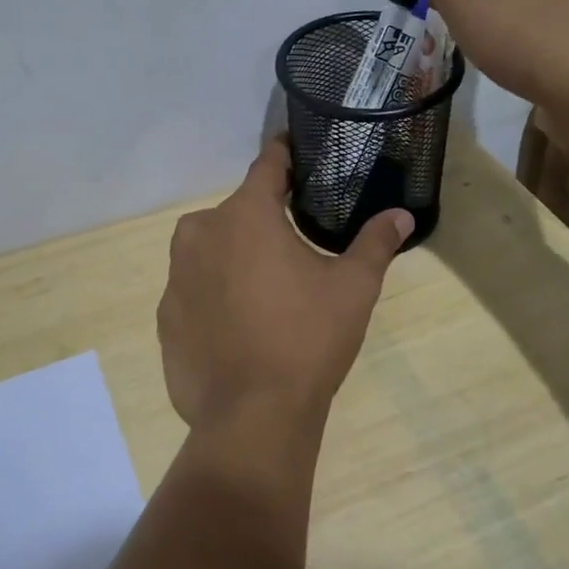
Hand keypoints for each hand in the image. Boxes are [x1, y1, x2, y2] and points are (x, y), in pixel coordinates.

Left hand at [157, 138, 409, 441]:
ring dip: (236, 257)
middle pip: (239, 212)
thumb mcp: (353, 289)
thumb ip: (375, 244)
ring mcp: (176, 275)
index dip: (286, 156)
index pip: (268, 165)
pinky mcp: (165, 315)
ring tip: (268, 291)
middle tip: (295, 246)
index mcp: (245, 214)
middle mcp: (200, 232)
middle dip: (265, 220)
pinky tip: (239, 324)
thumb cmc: (307, 339)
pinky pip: (195, 288)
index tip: (298, 151)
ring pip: (212, 249)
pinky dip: (215, 294)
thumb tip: (403, 216)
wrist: (252, 416)